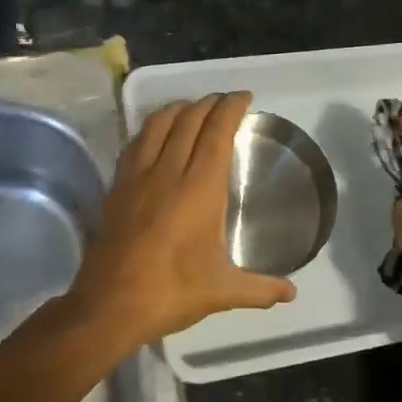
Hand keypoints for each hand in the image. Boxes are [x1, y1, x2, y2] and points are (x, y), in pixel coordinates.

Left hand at [67, 92, 296, 344]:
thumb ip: (261, 288)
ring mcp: (137, 177)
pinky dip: (150, 129)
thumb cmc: (172, 292)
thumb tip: (292, 293)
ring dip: (178, 109)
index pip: (216, 132)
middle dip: (208, 103)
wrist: (110, 304)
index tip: (243, 97)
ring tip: (191, 108)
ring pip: (157, 125)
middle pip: (188, 120)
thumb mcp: (223, 291)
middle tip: (223, 102)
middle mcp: (167, 171)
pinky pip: (135, 143)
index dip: (230, 108)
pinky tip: (155, 136)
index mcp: (199, 188)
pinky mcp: (116, 187)